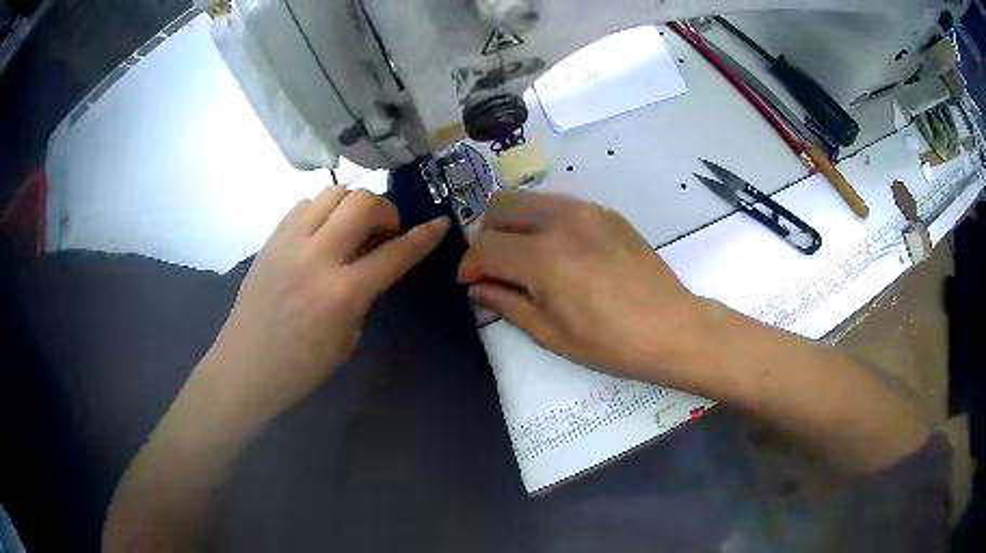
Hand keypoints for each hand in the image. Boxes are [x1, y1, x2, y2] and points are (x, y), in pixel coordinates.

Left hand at [204, 187, 449, 422]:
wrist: (245, 366)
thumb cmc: (301, 367)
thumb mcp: (347, 339)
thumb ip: (363, 296)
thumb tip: (371, 266)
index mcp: (342, 293)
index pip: (394, 253)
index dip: (424, 236)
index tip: (439, 223)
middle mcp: (317, 256)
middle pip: (362, 203)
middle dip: (385, 210)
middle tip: (385, 230)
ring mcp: (290, 242)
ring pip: (332, 192)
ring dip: (353, 204)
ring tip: (352, 227)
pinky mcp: (272, 239)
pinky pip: (304, 205)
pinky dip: (322, 210)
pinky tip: (322, 232)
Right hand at [459, 192, 706, 386]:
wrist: (672, 327)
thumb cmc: (611, 343)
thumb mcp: (550, 334)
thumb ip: (506, 304)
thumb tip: (477, 288)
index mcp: (544, 258)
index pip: (485, 247)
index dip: (469, 266)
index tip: (470, 283)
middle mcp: (561, 221)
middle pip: (500, 206)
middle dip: (485, 235)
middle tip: (494, 267)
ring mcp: (587, 210)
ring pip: (528, 198)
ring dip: (513, 223)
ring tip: (522, 256)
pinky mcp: (606, 211)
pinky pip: (558, 204)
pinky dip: (542, 221)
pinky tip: (556, 250)